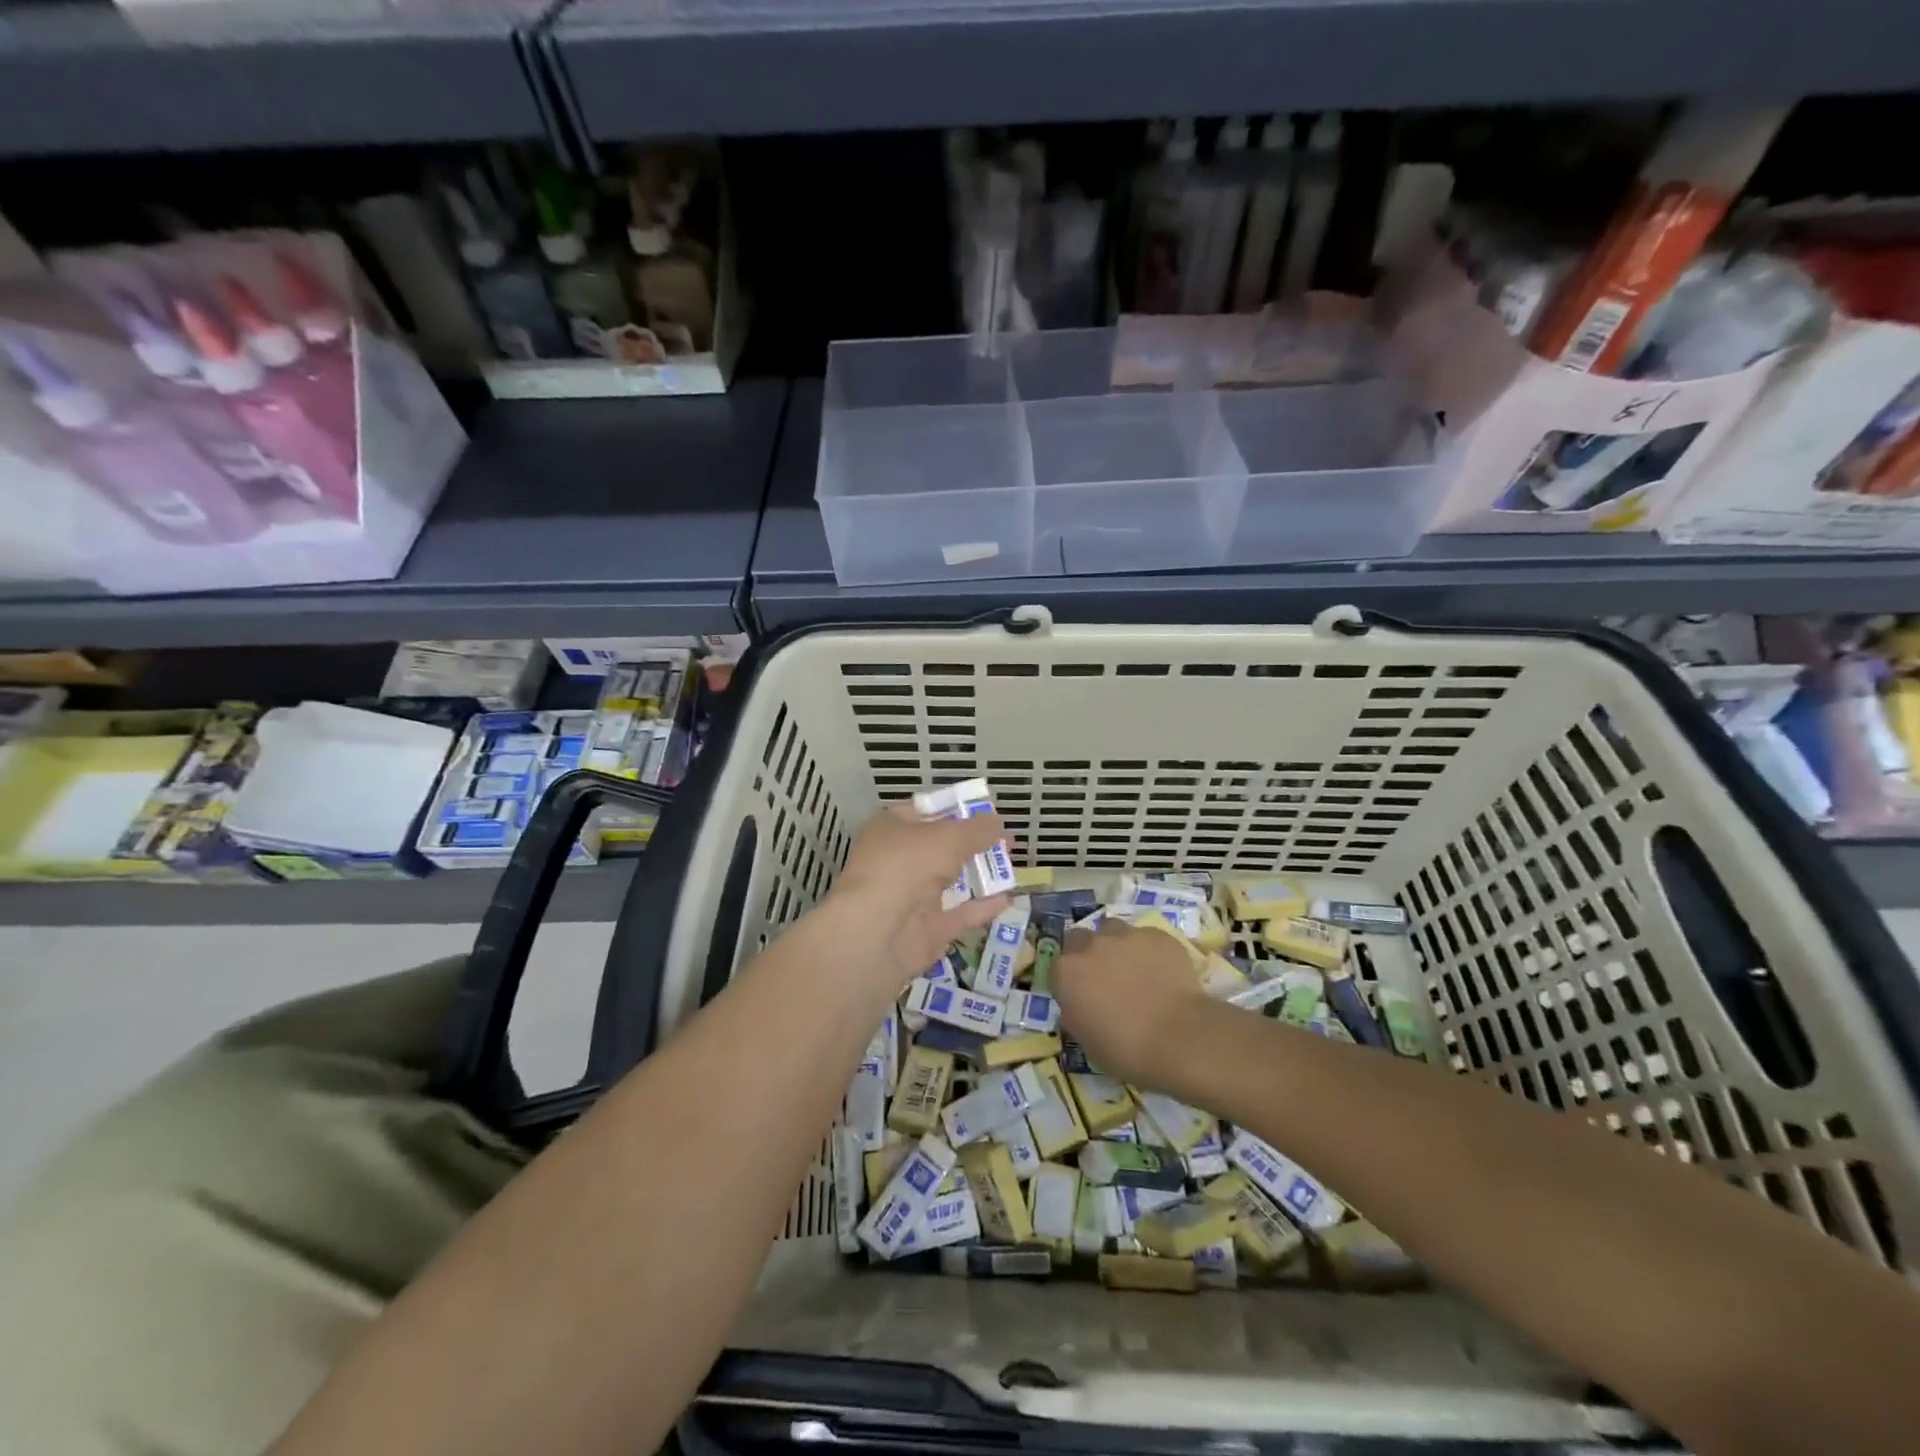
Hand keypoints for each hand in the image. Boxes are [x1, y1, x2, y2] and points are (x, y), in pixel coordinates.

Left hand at [824, 801, 1010, 994]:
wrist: (876, 932)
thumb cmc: (907, 866)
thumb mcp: (949, 837)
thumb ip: (977, 830)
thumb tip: (998, 822)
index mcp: (891, 828)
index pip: (925, 812)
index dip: (956, 810)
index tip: (987, 812)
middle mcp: (898, 860)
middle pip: (941, 847)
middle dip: (975, 844)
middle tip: (1007, 842)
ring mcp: (910, 898)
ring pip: (950, 882)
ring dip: (980, 875)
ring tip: (1012, 866)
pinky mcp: (924, 931)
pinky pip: (958, 915)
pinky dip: (981, 908)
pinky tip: (1007, 899)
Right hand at [1053, 921, 1207, 1085]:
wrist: (1180, 1038)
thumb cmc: (1127, 1050)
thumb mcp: (1087, 1041)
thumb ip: (1076, 1015)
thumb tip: (1079, 1006)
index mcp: (1067, 972)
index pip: (1058, 968)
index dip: (1069, 981)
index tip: (1081, 996)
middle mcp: (1091, 945)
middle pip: (1080, 939)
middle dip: (1087, 954)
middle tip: (1104, 978)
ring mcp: (1125, 935)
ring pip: (1112, 930)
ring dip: (1116, 945)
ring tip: (1133, 969)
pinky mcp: (1157, 935)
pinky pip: (1145, 938)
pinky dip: (1148, 951)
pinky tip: (1162, 972)